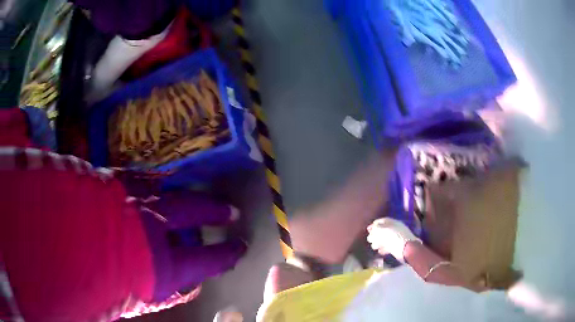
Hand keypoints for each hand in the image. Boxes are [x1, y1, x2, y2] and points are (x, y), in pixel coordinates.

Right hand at [367, 218, 420, 261]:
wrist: (406, 249)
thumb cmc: (395, 237)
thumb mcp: (384, 230)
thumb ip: (377, 228)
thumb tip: (372, 228)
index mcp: (393, 223)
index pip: (382, 221)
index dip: (374, 224)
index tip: (368, 229)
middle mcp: (394, 229)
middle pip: (382, 230)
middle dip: (375, 235)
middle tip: (370, 239)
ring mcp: (395, 238)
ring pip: (384, 239)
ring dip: (378, 242)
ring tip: (374, 247)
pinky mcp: (396, 247)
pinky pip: (387, 246)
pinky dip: (383, 248)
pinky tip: (379, 251)